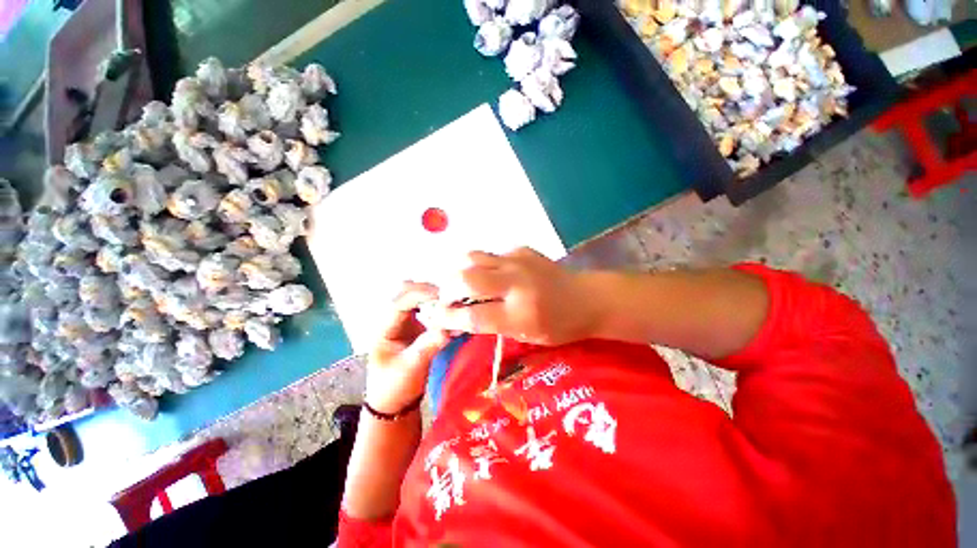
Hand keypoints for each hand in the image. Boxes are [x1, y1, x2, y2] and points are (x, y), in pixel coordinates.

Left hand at [366, 282, 449, 414]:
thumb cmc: (395, 387)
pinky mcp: (416, 327)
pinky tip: (451, 310)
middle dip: (428, 290)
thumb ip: (428, 347)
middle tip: (449, 295)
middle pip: (407, 292)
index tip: (442, 296)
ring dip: (434, 296)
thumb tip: (448, 328)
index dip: (421, 294)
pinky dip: (439, 306)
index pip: (401, 302)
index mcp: (385, 329)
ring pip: (418, 298)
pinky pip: (427, 309)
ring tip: (453, 301)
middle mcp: (394, 320)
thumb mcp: (411, 369)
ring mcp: (405, 322)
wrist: (394, 402)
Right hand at [428, 248, 601, 345]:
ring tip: (461, 282)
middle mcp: (516, 284)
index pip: (472, 315)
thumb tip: (461, 315)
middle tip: (446, 296)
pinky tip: (489, 274)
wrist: (587, 298)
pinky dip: (482, 265)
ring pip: (474, 257)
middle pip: (466, 278)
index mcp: (520, 314)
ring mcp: (519, 261)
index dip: (446, 316)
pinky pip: (491, 254)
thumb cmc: (560, 325)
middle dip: (447, 288)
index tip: (430, 315)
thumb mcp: (526, 335)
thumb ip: (492, 324)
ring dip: (460, 270)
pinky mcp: (522, 249)